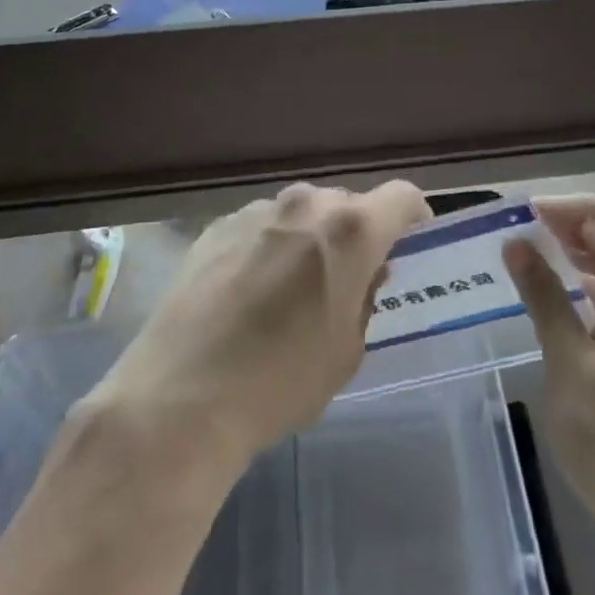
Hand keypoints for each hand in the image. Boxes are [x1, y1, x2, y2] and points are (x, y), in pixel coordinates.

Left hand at [82, 181, 431, 475]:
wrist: (181, 398)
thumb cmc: (281, 382)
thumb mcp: (347, 350)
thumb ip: (365, 298)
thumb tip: (364, 273)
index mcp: (350, 230)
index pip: (401, 196)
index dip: (413, 217)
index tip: (409, 245)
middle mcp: (305, 205)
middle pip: (348, 203)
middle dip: (357, 233)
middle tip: (348, 277)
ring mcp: (256, 211)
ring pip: (301, 213)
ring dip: (310, 237)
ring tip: (293, 286)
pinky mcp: (216, 226)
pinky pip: (261, 226)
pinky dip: (269, 246)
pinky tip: (249, 291)